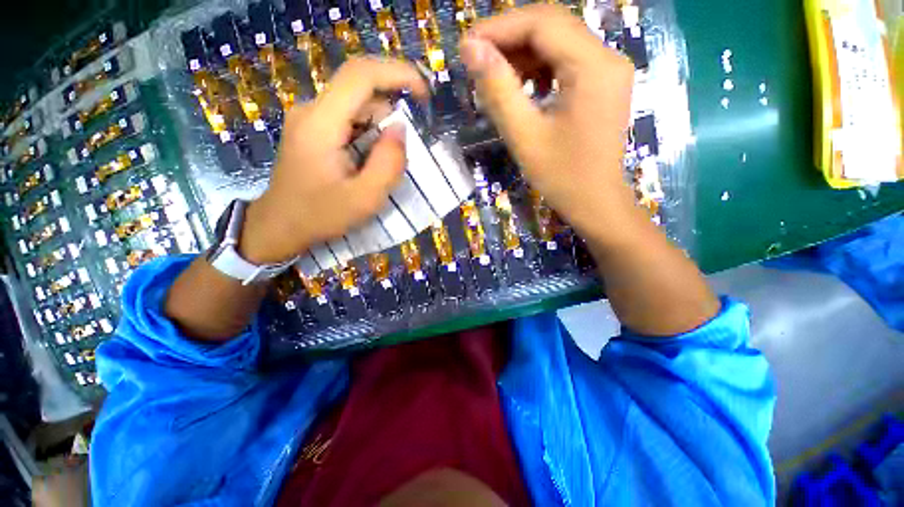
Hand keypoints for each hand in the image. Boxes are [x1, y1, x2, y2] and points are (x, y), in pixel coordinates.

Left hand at [239, 58, 428, 264]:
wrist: (280, 225)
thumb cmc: (320, 216)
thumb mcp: (365, 198)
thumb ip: (388, 163)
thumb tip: (400, 129)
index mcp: (321, 123)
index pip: (361, 75)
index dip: (398, 74)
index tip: (424, 94)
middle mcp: (312, 110)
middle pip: (361, 90)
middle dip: (391, 112)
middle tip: (403, 151)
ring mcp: (309, 118)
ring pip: (356, 105)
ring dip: (379, 128)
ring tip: (381, 164)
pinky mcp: (312, 128)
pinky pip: (348, 118)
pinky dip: (368, 133)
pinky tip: (368, 160)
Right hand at [460, 5, 636, 242]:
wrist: (595, 202)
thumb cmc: (562, 177)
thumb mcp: (524, 135)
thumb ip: (498, 89)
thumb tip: (470, 49)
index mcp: (594, 67)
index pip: (542, 23)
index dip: (499, 28)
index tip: (466, 47)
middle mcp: (607, 57)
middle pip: (552, 27)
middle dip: (509, 40)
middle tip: (476, 62)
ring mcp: (607, 70)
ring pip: (558, 44)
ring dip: (522, 55)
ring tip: (493, 78)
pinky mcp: (601, 85)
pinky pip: (565, 63)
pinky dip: (538, 69)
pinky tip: (520, 88)